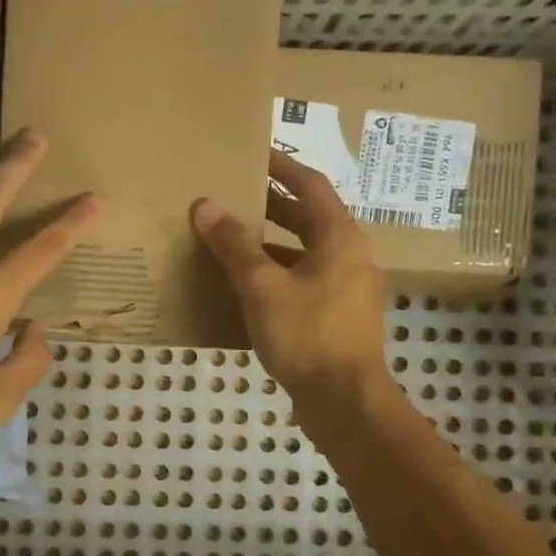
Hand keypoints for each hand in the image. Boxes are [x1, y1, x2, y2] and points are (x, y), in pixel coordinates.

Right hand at [191, 149, 389, 405]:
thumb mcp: (263, 287)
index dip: (282, 167)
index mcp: (340, 238)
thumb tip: (206, 206)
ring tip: (231, 239)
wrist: (345, 402)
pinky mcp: (337, 317)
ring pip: (305, 253)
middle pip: (309, 219)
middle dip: (272, 205)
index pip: (311, 186)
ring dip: (271, 243)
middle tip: (234, 194)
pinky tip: (245, 286)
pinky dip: (277, 274)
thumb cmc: (307, 335)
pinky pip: (304, 281)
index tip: (254, 154)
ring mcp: (346, 289)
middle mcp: (350, 256)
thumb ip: (234, 245)